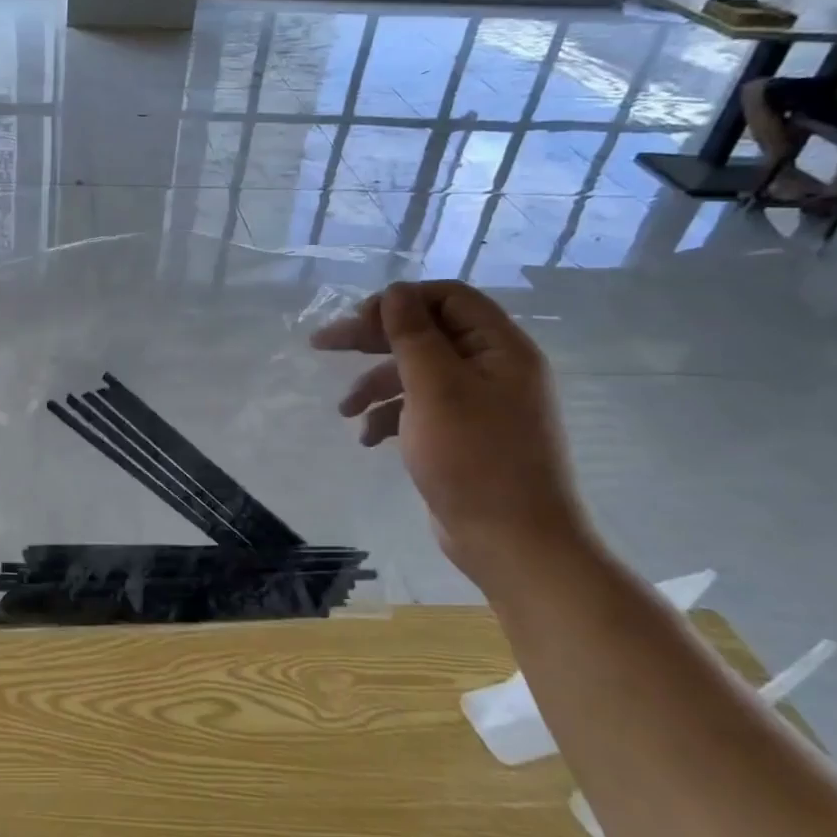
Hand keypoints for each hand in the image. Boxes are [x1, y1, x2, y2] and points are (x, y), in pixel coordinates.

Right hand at [311, 280, 594, 588]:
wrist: (514, 543)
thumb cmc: (474, 458)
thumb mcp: (436, 389)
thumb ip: (413, 335)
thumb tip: (394, 292)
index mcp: (500, 348)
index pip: (447, 298)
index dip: (399, 302)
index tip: (356, 320)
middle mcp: (494, 368)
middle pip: (425, 333)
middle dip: (372, 339)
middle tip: (323, 344)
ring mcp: (480, 404)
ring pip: (417, 373)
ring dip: (375, 384)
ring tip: (344, 410)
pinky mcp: (463, 435)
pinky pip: (420, 408)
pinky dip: (390, 416)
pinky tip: (368, 438)